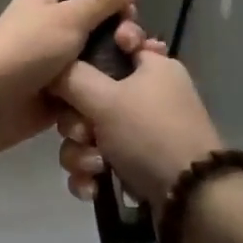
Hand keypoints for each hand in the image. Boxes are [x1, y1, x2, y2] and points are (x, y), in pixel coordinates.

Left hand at [0, 0, 146, 159]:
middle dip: (120, 53)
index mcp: (48, 6)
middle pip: (99, 41)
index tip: (135, 31)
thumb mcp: (68, 17)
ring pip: (94, 74)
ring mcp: (51, 72)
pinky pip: (83, 101)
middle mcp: (50, 35)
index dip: (120, 17)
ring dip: (110, 84)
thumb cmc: (24, 51)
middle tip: (138, 61)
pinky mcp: (51, 104)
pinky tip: (113, 112)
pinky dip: (94, 107)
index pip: (95, 6)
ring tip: (131, 92)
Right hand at [50, 34, 225, 211]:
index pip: (116, 42)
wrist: (190, 200)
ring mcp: (142, 132)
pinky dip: (92, 174)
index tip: (76, 70)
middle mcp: (148, 94)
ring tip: (95, 168)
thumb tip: (51, 68)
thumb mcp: (106, 98)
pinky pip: (98, 160)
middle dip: (76, 120)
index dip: (90, 53)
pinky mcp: (136, 165)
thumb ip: (72, 76)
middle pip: (91, 94)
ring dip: (81, 153)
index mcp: (152, 66)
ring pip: (90, 132)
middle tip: (84, 133)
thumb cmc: (150, 134)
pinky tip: (93, 187)